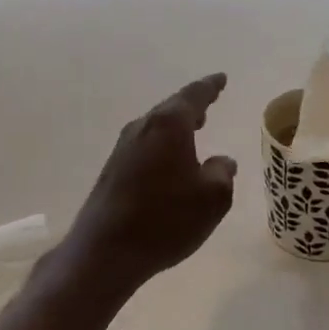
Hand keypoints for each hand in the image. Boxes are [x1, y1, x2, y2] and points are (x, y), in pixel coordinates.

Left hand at [61, 74, 236, 304]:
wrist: (105, 250)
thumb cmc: (165, 219)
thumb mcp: (212, 199)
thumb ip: (222, 173)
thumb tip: (222, 161)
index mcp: (169, 125)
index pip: (194, 95)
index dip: (210, 86)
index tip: (221, 79)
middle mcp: (143, 127)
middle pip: (171, 108)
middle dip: (192, 105)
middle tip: (209, 102)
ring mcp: (123, 147)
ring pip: (156, 127)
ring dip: (175, 126)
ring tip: (194, 129)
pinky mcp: (112, 168)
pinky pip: (145, 145)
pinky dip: (162, 144)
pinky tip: (169, 161)